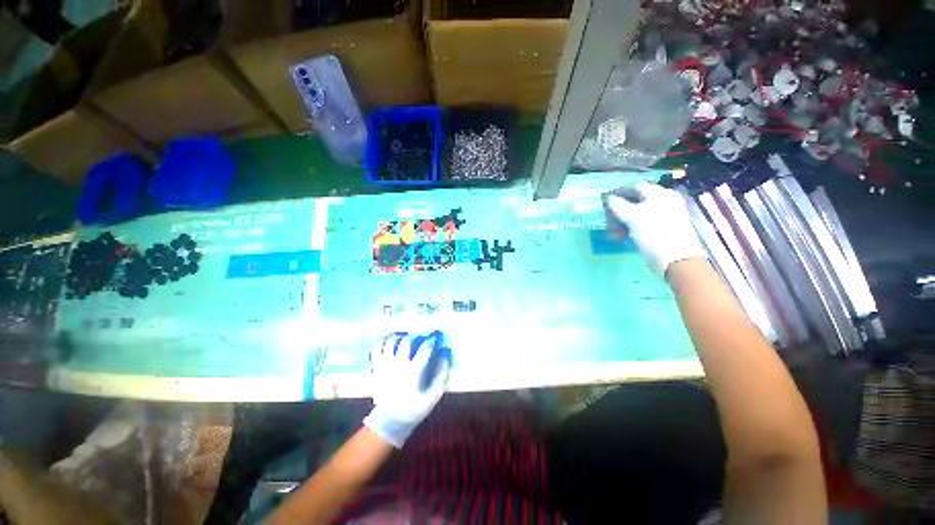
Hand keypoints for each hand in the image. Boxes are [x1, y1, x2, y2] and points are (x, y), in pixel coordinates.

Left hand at [363, 331, 450, 447]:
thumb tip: (444, 355)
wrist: (390, 420)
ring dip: (400, 337)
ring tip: (405, 339)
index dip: (432, 339)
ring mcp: (385, 364)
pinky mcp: (376, 367)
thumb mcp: (433, 396)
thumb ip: (441, 375)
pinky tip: (390, 343)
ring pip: (391, 341)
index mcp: (413, 371)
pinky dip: (383, 342)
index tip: (436, 335)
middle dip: (415, 337)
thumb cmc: (414, 407)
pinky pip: (377, 348)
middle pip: (406, 341)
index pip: (424, 349)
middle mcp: (398, 364)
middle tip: (419, 339)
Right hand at [606, 182, 705, 276]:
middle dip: (618, 210)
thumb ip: (618, 206)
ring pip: (638, 212)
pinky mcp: (664, 227)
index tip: (603, 200)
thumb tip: (608, 198)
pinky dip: (631, 227)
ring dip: (622, 220)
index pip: (634, 187)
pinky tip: (623, 235)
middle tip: (607, 219)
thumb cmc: (654, 235)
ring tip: (613, 232)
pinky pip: (643, 222)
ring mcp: (666, 214)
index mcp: (659, 194)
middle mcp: (664, 201)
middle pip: (636, 200)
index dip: (618, 192)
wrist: (677, 260)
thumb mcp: (633, 218)